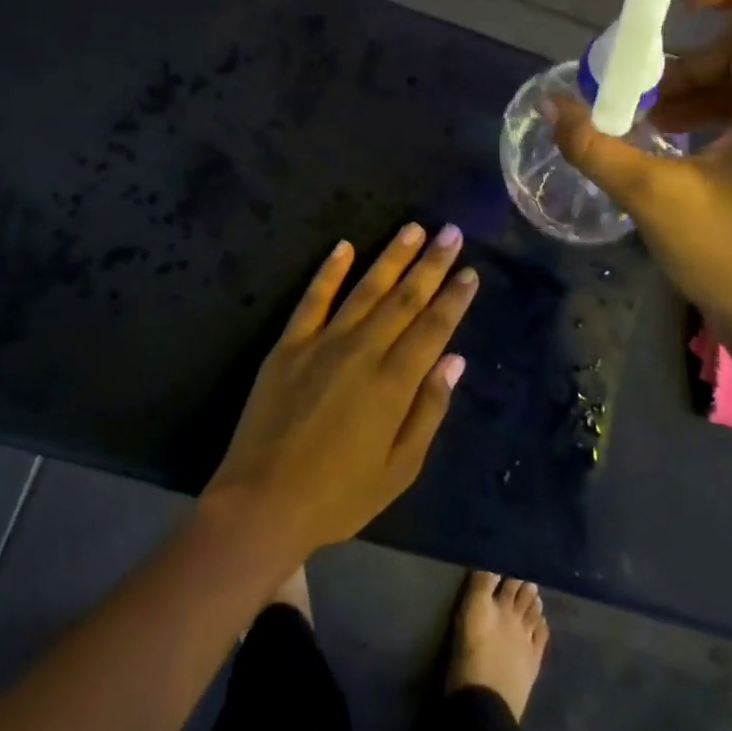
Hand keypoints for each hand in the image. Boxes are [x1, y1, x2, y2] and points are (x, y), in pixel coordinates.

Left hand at [203, 224, 477, 559]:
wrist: (262, 501)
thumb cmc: (338, 495)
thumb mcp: (399, 469)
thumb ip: (428, 410)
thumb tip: (454, 360)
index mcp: (393, 383)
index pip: (433, 327)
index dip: (454, 298)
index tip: (469, 271)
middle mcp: (362, 351)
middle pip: (403, 298)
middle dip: (431, 263)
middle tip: (451, 232)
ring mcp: (322, 342)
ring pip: (365, 288)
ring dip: (391, 256)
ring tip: (413, 228)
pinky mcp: (288, 344)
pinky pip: (313, 298)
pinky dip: (329, 270)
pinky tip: (343, 245)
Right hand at [550, 0, 731, 331]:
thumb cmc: (726, 252)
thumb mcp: (650, 194)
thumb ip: (594, 145)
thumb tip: (550, 105)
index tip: (678, 3)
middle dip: (691, 58)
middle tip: (642, 86)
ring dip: (691, 88)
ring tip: (643, 118)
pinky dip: (705, 112)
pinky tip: (665, 140)